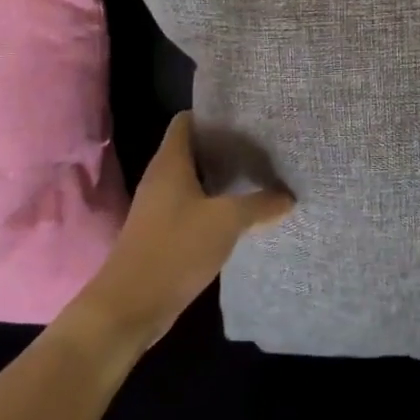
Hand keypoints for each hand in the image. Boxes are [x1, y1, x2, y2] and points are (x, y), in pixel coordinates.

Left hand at [81, 112, 293, 348]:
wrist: (131, 305)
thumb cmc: (176, 249)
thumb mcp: (227, 222)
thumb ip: (260, 204)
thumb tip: (288, 196)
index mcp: (170, 163)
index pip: (187, 121)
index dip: (214, 114)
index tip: (248, 117)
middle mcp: (162, 178)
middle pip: (195, 150)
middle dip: (227, 147)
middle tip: (266, 146)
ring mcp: (161, 207)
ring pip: (196, 180)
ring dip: (224, 179)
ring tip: (262, 176)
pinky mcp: (165, 233)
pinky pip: (195, 207)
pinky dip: (217, 206)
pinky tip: (244, 214)